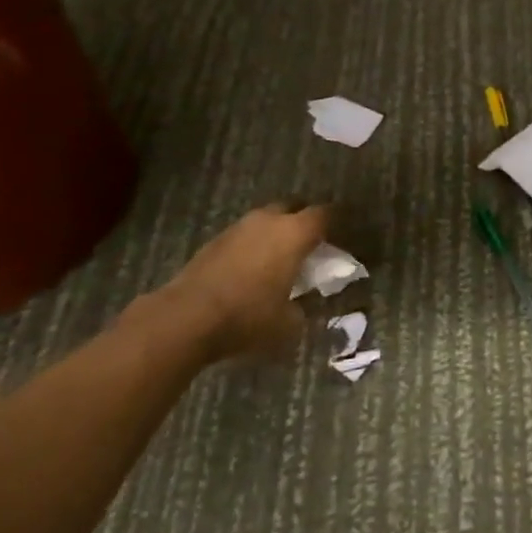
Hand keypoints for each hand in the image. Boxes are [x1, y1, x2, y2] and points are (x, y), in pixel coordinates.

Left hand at [134, 203, 330, 362]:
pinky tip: (252, 269)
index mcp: (294, 233)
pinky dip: (253, 246)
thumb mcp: (288, 324)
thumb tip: (305, 307)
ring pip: (266, 220)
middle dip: (304, 221)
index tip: (345, 234)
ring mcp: (238, 228)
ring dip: (276, 233)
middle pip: (294, 208)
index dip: (337, 222)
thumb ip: (304, 310)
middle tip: (311, 244)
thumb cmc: (248, 317)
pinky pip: (245, 236)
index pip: (325, 214)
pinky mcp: (214, 241)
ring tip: (280, 258)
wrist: (186, 317)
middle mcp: (268, 221)